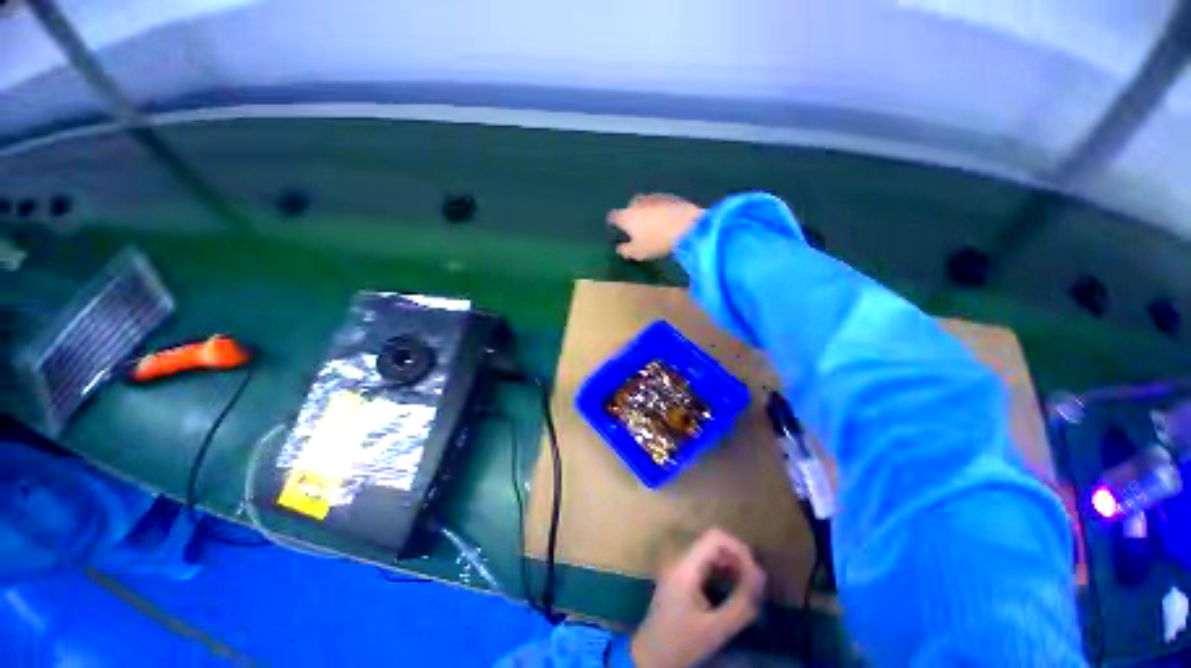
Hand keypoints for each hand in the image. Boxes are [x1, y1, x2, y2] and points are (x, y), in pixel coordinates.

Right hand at [608, 194, 704, 260]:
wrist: (687, 226)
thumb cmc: (657, 242)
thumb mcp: (638, 252)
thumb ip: (626, 250)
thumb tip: (620, 248)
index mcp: (627, 216)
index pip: (614, 216)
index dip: (613, 222)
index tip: (615, 227)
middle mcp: (638, 203)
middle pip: (630, 206)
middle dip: (631, 213)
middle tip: (636, 226)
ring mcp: (655, 197)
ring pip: (646, 203)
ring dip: (647, 211)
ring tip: (652, 223)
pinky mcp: (671, 197)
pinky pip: (661, 203)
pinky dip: (660, 209)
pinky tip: (666, 219)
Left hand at [631, 529, 766, 667]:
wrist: (650, 656)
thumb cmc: (681, 644)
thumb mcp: (716, 629)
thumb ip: (741, 604)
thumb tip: (761, 579)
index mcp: (685, 566)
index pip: (715, 537)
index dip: (739, 549)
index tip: (756, 574)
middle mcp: (680, 559)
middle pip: (714, 542)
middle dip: (738, 558)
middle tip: (756, 584)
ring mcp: (679, 566)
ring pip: (711, 552)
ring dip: (732, 565)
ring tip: (749, 588)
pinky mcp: (681, 576)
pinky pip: (706, 563)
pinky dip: (723, 572)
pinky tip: (734, 590)